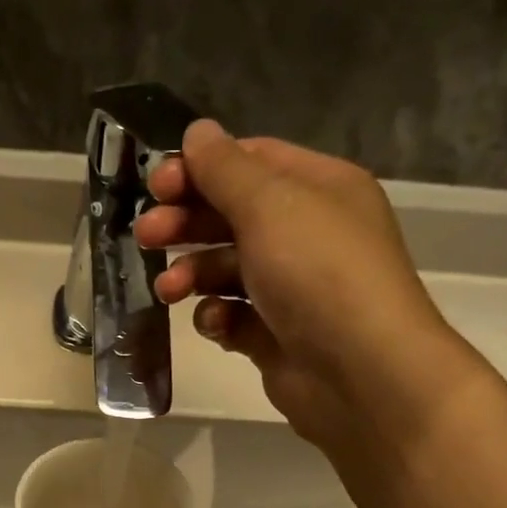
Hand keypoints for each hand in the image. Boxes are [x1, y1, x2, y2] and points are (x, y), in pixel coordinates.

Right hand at [137, 121, 472, 454]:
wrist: (361, 374)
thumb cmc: (318, 273)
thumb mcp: (269, 205)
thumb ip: (225, 169)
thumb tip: (197, 132)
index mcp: (318, 189)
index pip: (251, 162)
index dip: (200, 169)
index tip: (157, 186)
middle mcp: (307, 234)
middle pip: (231, 216)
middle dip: (186, 223)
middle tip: (145, 235)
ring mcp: (292, 289)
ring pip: (226, 269)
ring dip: (192, 274)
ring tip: (169, 290)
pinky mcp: (276, 336)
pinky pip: (233, 316)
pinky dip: (217, 317)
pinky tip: (214, 324)